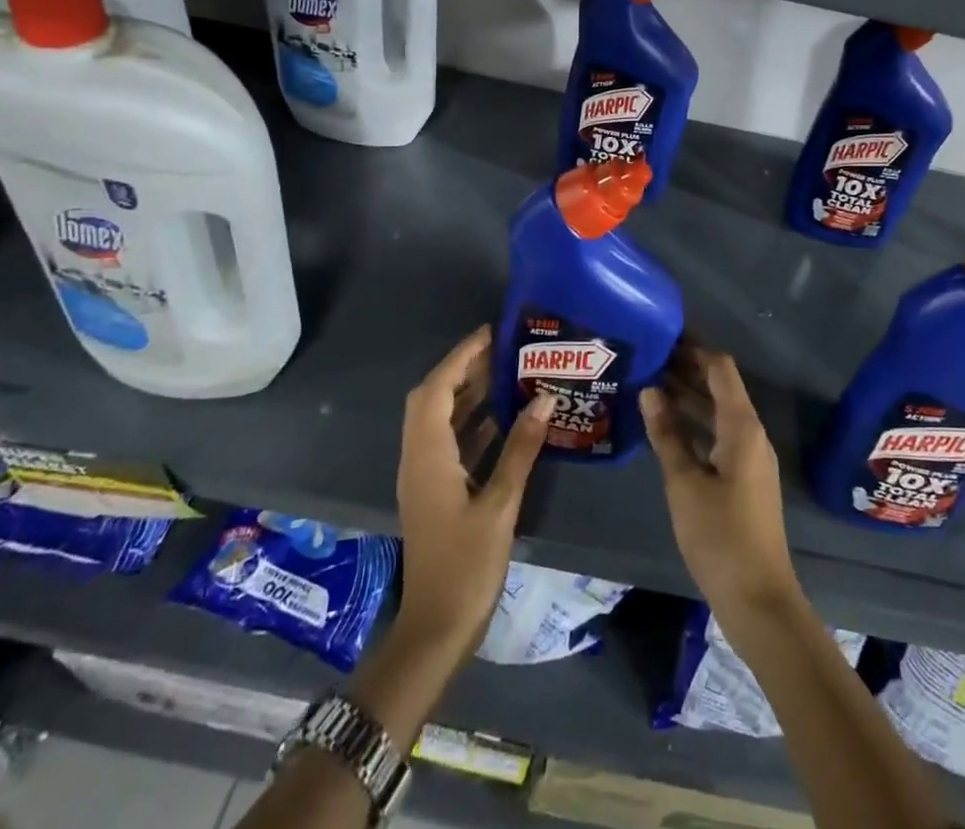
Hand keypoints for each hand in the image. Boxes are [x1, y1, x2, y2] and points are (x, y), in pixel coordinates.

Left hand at [394, 326, 554, 661]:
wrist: (435, 630)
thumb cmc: (466, 566)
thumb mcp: (500, 505)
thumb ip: (521, 448)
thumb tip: (545, 398)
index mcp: (428, 455)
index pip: (438, 389)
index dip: (461, 356)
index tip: (491, 333)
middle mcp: (419, 458)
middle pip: (433, 399)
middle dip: (463, 369)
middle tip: (502, 351)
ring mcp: (424, 476)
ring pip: (440, 420)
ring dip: (466, 394)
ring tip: (506, 373)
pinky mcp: (434, 492)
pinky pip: (449, 442)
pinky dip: (471, 422)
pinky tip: (502, 418)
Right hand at [641, 343, 800, 618]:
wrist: (758, 599)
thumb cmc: (720, 536)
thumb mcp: (684, 483)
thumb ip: (666, 434)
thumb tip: (649, 389)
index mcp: (742, 426)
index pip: (720, 368)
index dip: (694, 346)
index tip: (664, 331)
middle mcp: (750, 433)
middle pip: (720, 386)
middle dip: (687, 368)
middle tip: (648, 354)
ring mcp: (749, 456)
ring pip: (717, 411)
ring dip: (688, 396)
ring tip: (648, 381)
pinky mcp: (743, 477)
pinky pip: (717, 434)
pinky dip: (694, 423)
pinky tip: (665, 425)